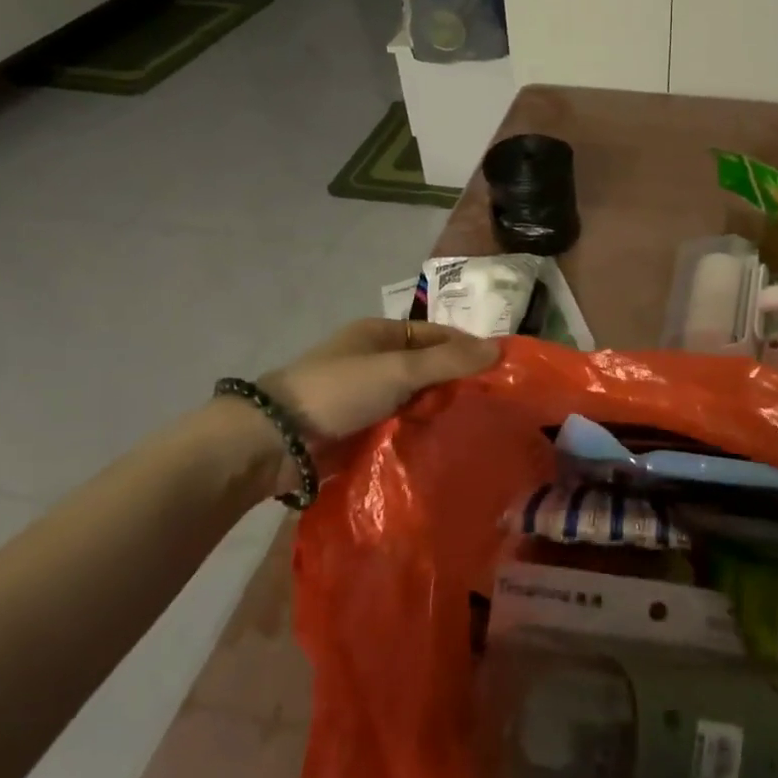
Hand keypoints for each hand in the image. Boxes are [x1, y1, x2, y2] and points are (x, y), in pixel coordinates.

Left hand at [260, 319, 500, 441]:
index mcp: (381, 334)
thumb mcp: (398, 369)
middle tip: (496, 404)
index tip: (502, 370)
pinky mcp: (362, 429)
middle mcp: (376, 361)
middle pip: (430, 368)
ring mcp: (368, 397)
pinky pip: (402, 425)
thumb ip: (448, 361)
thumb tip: (500, 350)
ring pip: (418, 399)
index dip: (469, 348)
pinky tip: (448, 444)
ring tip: (480, 427)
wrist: (275, 441)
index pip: (438, 335)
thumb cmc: (338, 390)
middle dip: (459, 383)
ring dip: (441, 410)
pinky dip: (422, 431)